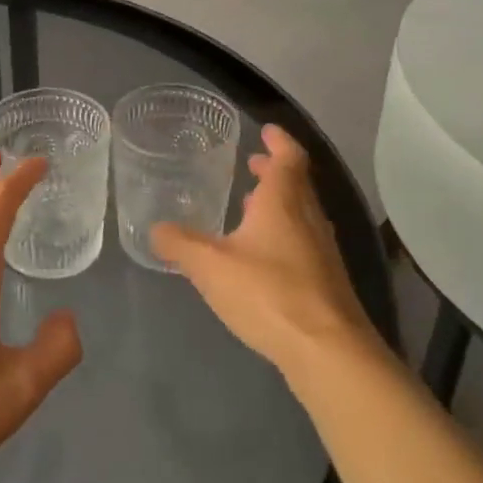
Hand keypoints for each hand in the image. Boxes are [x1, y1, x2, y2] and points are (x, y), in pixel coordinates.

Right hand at [152, 125, 377, 381]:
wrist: (327, 352)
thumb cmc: (268, 293)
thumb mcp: (209, 266)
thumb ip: (179, 244)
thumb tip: (155, 229)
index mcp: (283, 202)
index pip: (288, 157)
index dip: (278, 140)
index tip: (266, 130)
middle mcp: (309, 218)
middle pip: (296, 183)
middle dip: (274, 171)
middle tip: (252, 164)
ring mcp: (322, 251)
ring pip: (301, 213)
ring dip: (279, 203)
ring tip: (251, 206)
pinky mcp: (326, 281)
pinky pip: (303, 242)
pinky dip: (284, 233)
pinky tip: (263, 256)